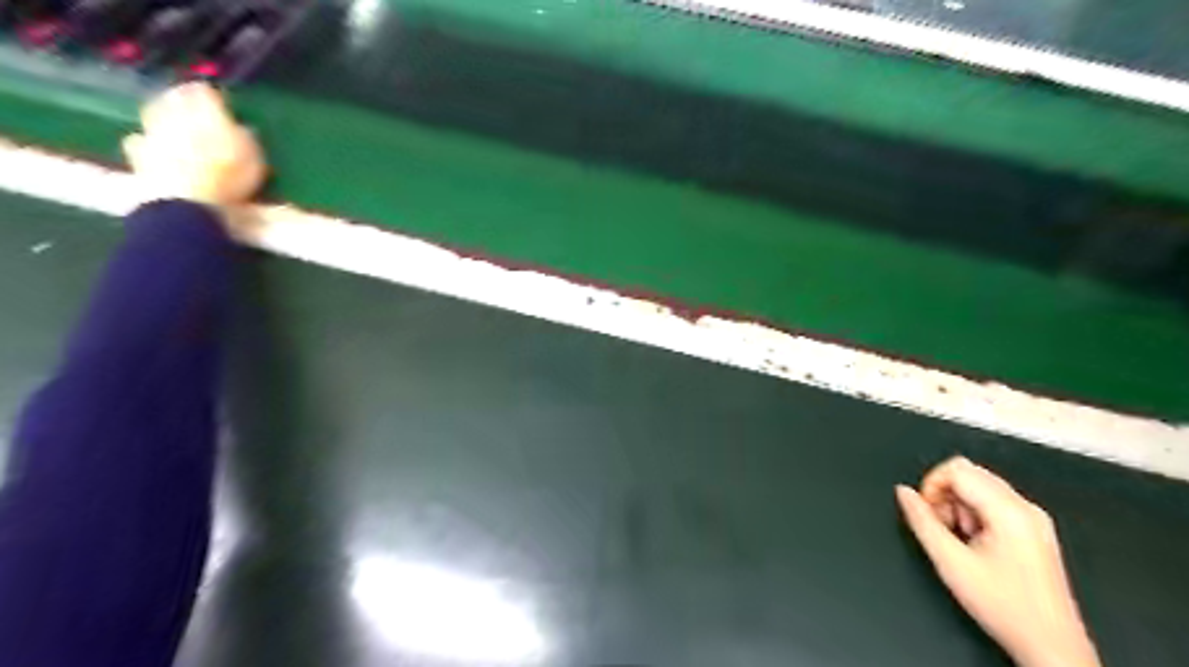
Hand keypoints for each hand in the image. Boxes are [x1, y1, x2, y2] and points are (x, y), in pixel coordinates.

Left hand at [119, 82, 267, 206]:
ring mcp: (153, 135)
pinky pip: (139, 141)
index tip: (218, 98)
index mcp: (206, 114)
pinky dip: (145, 140)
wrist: (187, 203)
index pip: (205, 93)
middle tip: (188, 101)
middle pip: (174, 99)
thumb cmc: (229, 179)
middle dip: (180, 98)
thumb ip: (247, 139)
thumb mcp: (254, 159)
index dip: (211, 95)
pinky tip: (149, 144)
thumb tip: (242, 128)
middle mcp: (175, 117)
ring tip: (168, 119)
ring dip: (160, 114)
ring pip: (153, 114)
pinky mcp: (139, 156)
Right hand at [897, 459, 1099, 666]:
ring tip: (960, 539)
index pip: (957, 469)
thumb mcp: (949, 562)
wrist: (1050, 646)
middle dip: (945, 494)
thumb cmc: (1006, 608)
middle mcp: (1025, 508)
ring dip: (959, 505)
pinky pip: (993, 502)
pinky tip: (976, 543)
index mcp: (1009, 511)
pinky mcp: (1033, 529)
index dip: (931, 485)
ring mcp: (1033, 518)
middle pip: (969, 472)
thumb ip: (921, 521)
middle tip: (942, 526)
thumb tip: (903, 493)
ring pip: (979, 486)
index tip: (926, 512)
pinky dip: (975, 514)